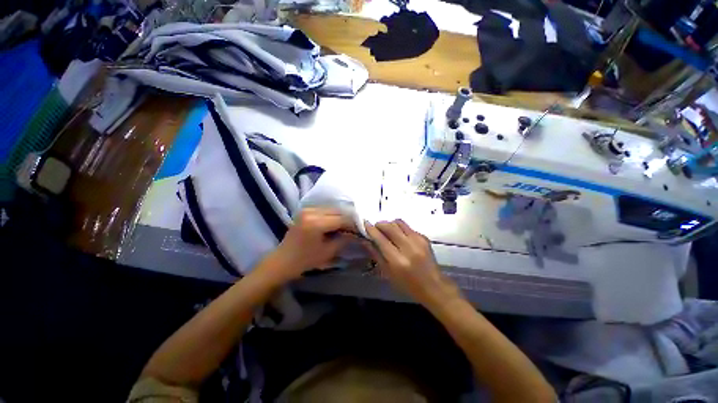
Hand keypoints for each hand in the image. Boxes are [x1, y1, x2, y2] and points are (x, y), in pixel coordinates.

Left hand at [265, 208, 354, 281]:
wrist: (282, 261)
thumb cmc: (305, 260)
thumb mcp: (328, 252)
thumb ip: (344, 239)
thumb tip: (357, 233)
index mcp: (316, 222)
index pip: (341, 219)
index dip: (354, 224)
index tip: (363, 229)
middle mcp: (311, 211)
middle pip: (337, 211)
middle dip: (348, 218)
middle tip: (357, 227)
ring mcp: (307, 209)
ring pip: (331, 209)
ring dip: (341, 216)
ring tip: (348, 226)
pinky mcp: (305, 211)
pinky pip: (324, 210)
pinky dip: (333, 215)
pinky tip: (337, 223)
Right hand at [364, 220, 460, 307]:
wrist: (433, 286)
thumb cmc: (407, 284)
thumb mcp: (388, 273)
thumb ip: (376, 254)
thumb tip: (365, 240)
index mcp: (398, 260)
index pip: (381, 239)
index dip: (371, 230)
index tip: (365, 223)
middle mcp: (408, 247)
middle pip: (390, 227)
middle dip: (380, 224)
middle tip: (375, 227)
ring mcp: (418, 241)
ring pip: (399, 223)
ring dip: (389, 223)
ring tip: (386, 230)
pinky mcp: (424, 237)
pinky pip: (407, 227)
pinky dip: (399, 228)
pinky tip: (398, 235)